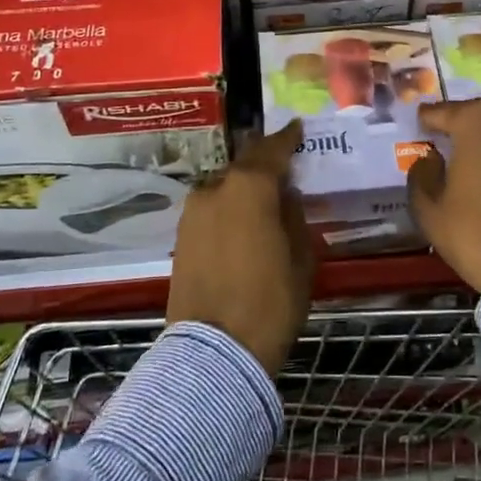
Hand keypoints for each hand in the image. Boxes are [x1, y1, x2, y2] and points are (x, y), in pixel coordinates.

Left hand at [167, 121, 314, 374]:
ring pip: (224, 187)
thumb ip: (293, 217)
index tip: (297, 127)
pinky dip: (227, 208)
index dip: (287, 137)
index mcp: (250, 188)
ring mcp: (192, 213)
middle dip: (264, 164)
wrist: (213, 353)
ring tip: (263, 198)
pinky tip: (241, 221)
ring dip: (243, 188)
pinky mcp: (180, 237)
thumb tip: (284, 195)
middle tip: (284, 166)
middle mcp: (215, 189)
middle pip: (244, 166)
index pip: (272, 150)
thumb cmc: (270, 303)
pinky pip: (210, 209)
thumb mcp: (300, 259)